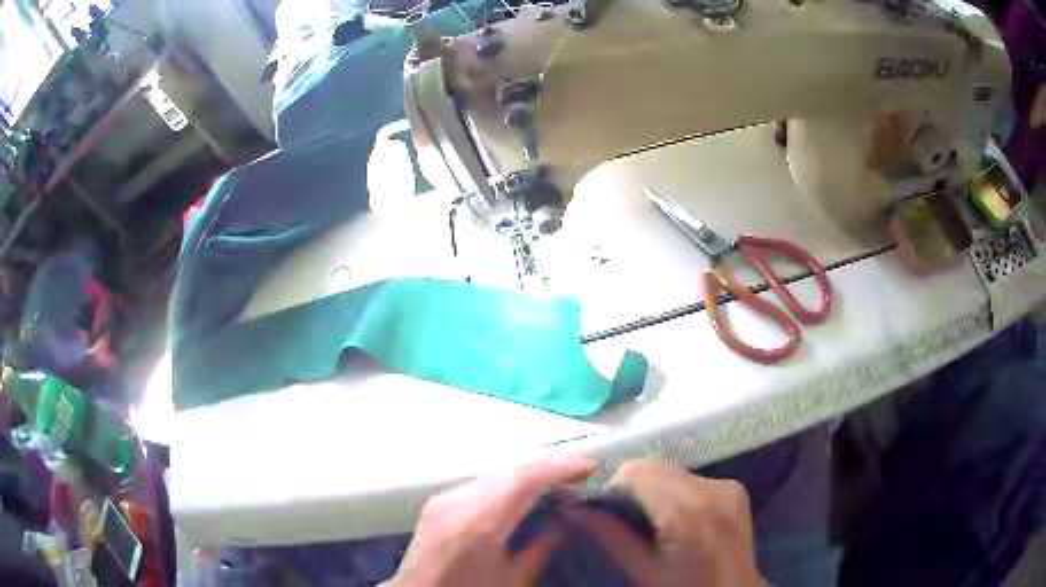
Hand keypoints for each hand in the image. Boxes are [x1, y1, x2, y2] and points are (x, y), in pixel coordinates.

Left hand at [386, 455, 597, 586]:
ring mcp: (445, 497)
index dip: (560, 467)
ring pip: (497, 471)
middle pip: (512, 468)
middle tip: (581, 474)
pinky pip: (482, 481)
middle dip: (550, 466)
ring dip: (531, 471)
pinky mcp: (438, 500)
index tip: (590, 467)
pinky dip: (510, 480)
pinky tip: (526, 491)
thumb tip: (567, 523)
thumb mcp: (511, 579)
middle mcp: (460, 501)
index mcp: (480, 524)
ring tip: (560, 482)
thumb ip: (541, 549)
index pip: (525, 479)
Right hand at [586, 460, 759, 586]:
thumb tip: (575, 506)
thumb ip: (609, 534)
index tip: (599, 508)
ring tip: (649, 520)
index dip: (611, 485)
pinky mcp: (735, 488)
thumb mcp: (641, 569)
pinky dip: (675, 492)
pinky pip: (691, 479)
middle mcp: (713, 488)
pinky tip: (674, 517)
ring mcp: (728, 486)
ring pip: (672, 472)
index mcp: (687, 511)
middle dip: (631, 487)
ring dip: (653, 489)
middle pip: (655, 468)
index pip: (636, 471)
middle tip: (619, 516)